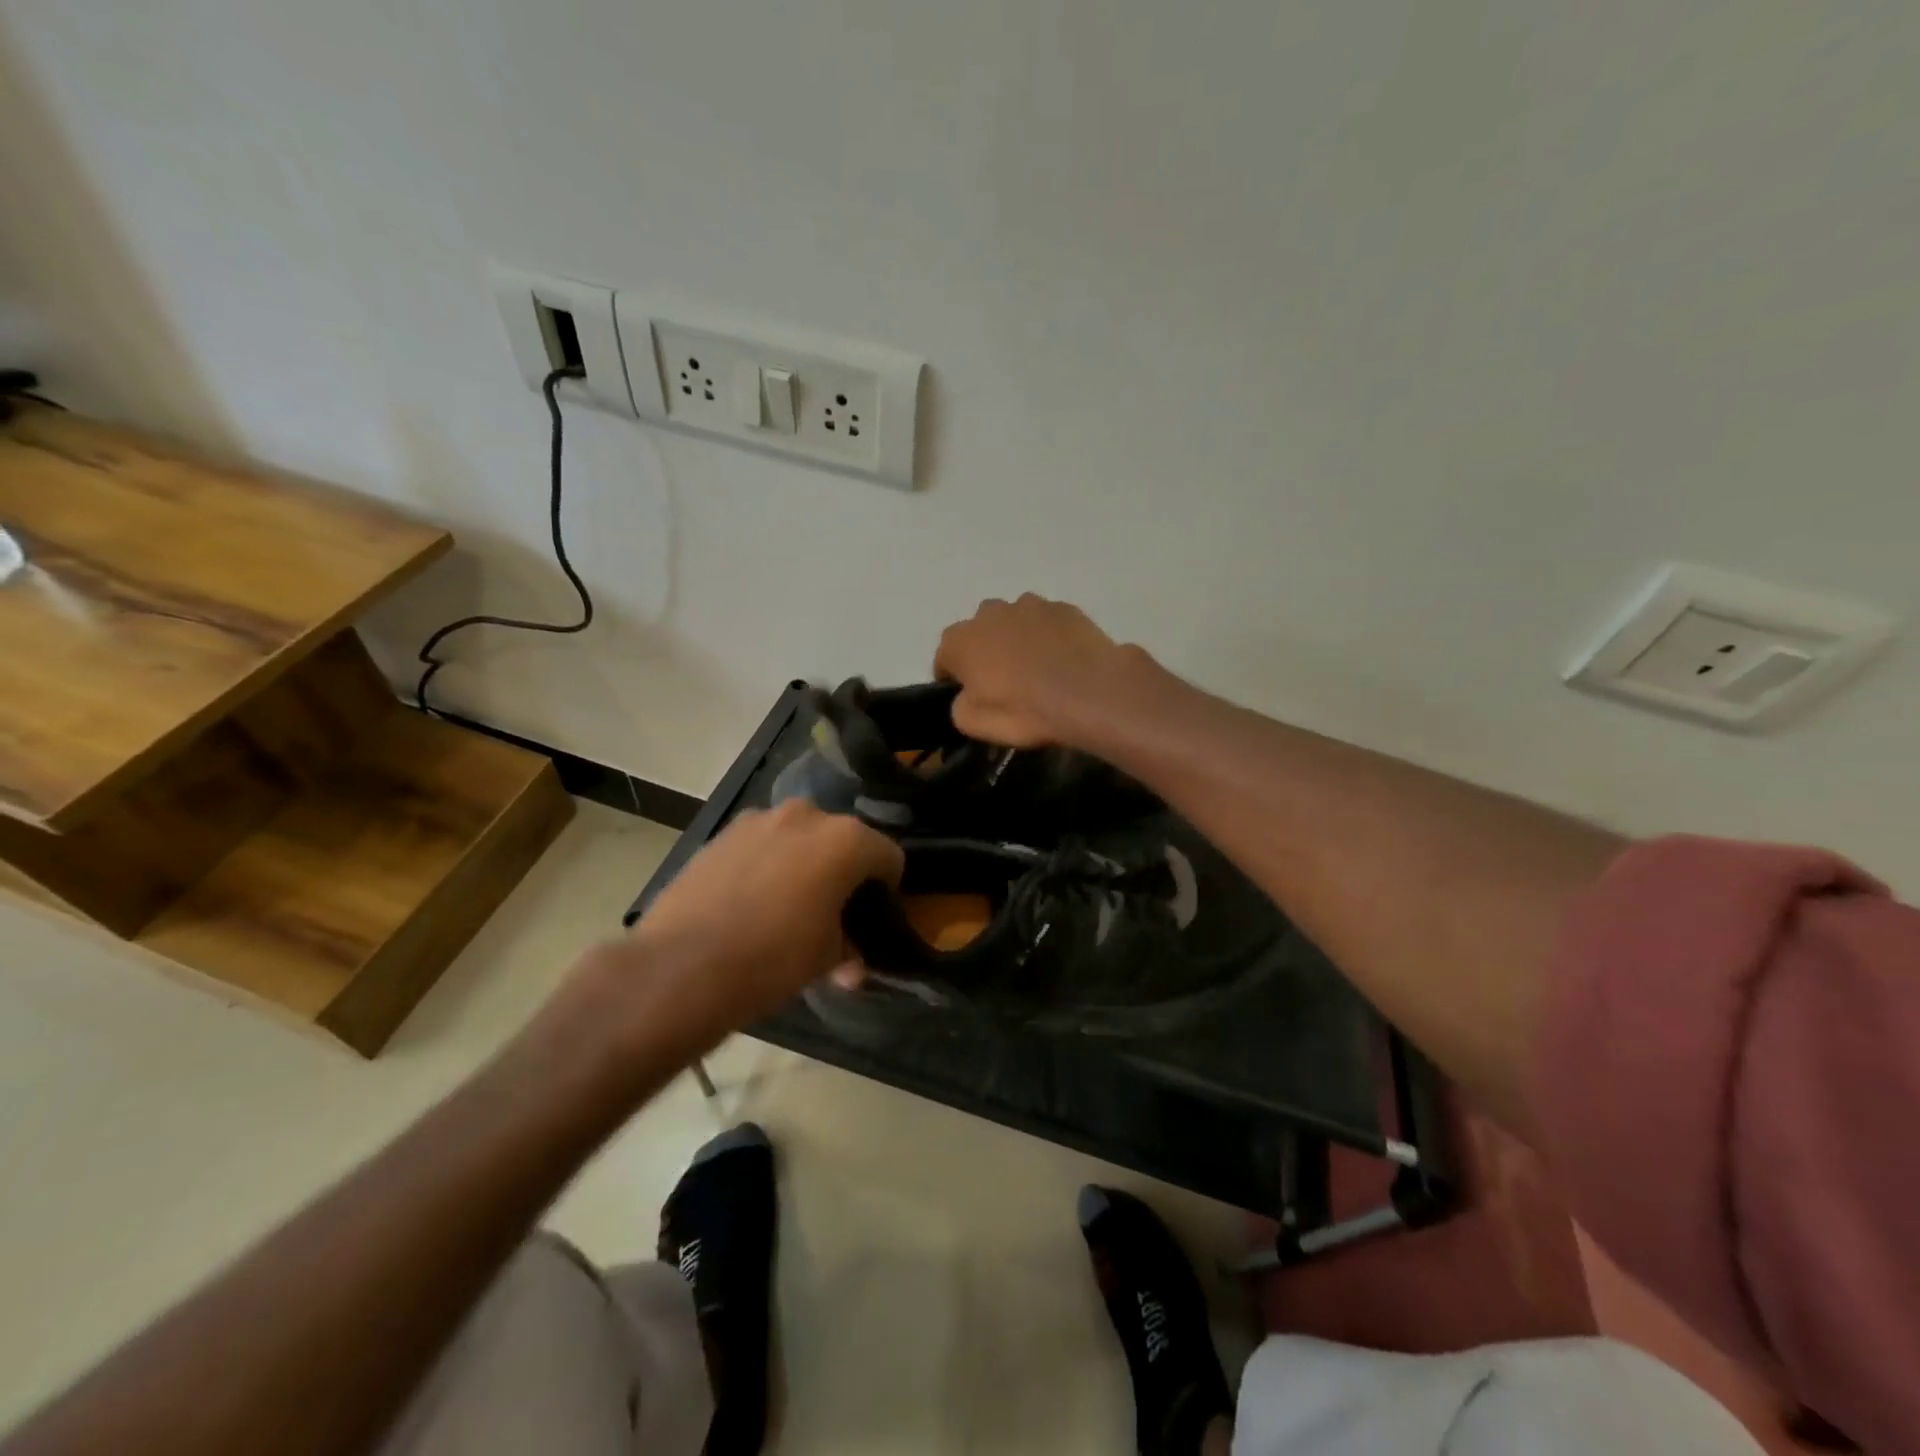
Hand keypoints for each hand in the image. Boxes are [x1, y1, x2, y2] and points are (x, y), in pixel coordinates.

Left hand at [578, 801, 903, 1056]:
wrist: (679, 967)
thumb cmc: (771, 960)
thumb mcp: (825, 960)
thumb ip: (848, 950)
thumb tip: (851, 964)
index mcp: (845, 840)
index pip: (888, 856)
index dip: (887, 889)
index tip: (872, 918)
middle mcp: (806, 815)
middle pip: (842, 840)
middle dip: (842, 872)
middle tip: (830, 914)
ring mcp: (758, 819)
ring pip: (798, 838)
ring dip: (802, 864)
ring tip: (784, 908)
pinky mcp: (721, 833)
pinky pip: (761, 844)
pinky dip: (765, 864)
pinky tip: (748, 902)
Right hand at [934, 594, 1150, 748]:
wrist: (1090, 692)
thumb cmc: (1025, 710)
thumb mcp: (975, 724)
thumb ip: (959, 706)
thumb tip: (966, 696)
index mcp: (960, 640)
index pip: (944, 658)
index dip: (953, 679)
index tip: (968, 696)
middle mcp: (990, 612)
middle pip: (979, 633)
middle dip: (985, 652)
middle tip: (1004, 682)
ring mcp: (1029, 605)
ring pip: (1014, 622)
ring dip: (1017, 640)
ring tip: (1037, 669)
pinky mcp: (1064, 608)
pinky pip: (1047, 623)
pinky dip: (1048, 637)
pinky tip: (1062, 661)